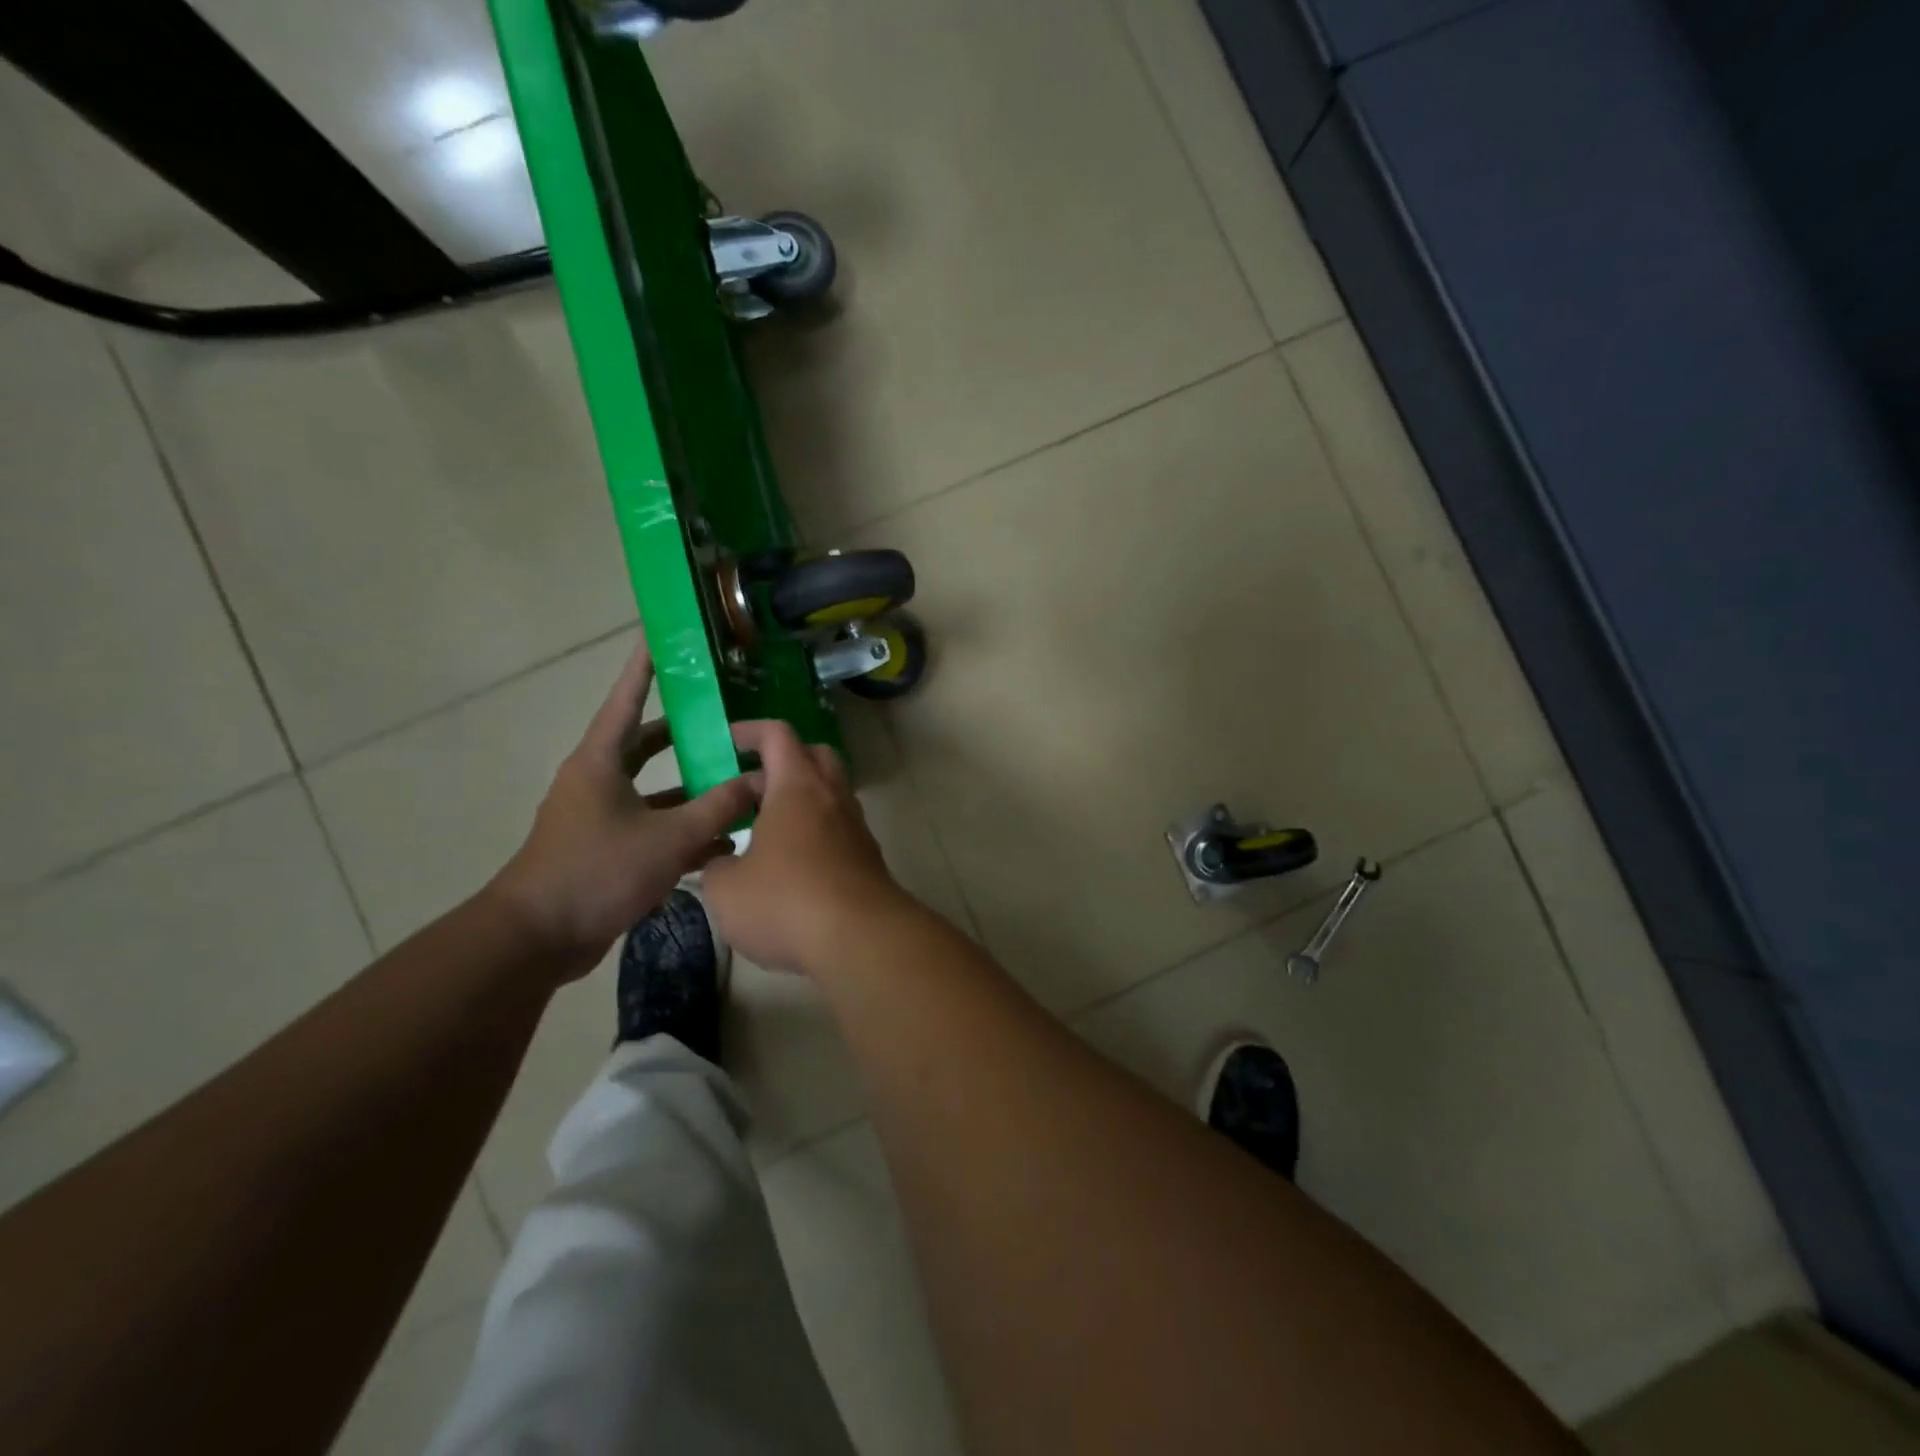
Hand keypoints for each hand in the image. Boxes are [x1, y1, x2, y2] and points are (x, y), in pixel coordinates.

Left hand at [488, 642, 757, 975]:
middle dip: (686, 731)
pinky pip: (653, 825)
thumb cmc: (597, 872)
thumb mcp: (669, 837)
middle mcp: (597, 781)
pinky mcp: (607, 850)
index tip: (661, 636)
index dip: (645, 667)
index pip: (627, 700)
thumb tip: (763, 781)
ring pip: (655, 788)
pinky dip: (684, 827)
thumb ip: (720, 807)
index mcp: (600, 762)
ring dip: (692, 785)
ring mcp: (601, 817)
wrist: (537, 939)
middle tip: (725, 715)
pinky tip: (724, 839)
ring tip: (738, 776)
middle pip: (646, 743)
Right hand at [702, 719, 911, 975]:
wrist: (862, 939)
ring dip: (800, 802)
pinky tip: (791, 866)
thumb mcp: (726, 889)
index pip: (778, 735)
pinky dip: (815, 833)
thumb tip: (723, 864)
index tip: (727, 743)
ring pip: (829, 795)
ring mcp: (856, 827)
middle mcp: (833, 797)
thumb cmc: (786, 902)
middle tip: (749, 789)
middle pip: (814, 756)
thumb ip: (716, 867)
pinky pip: (838, 829)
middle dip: (782, 763)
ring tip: (763, 832)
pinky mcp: (868, 858)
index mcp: (798, 787)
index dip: (750, 731)